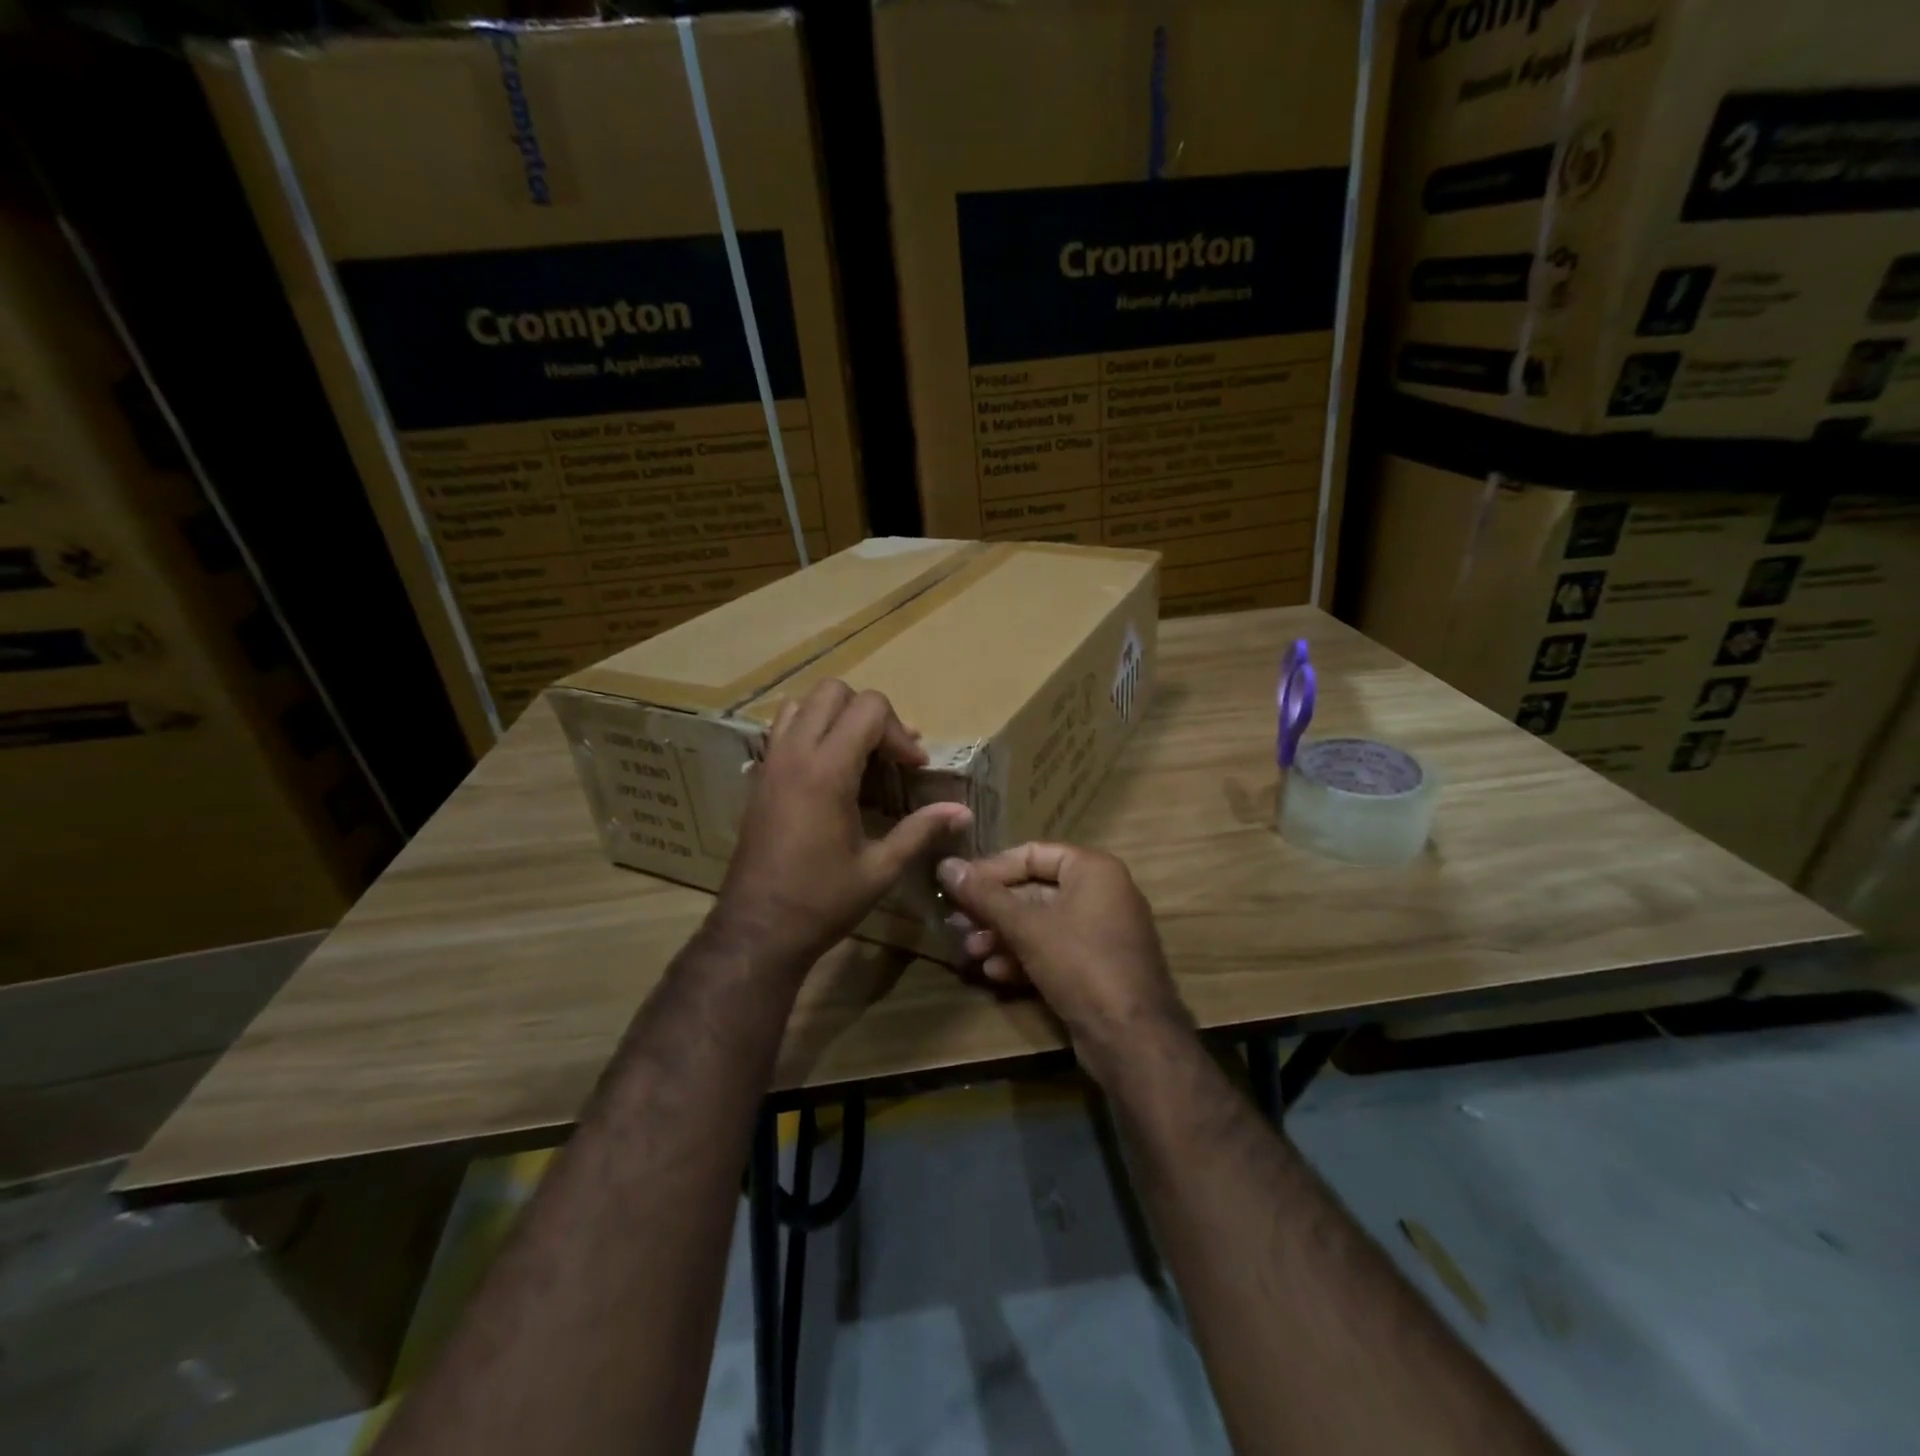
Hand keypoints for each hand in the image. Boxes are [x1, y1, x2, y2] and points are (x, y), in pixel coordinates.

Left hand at [713, 680, 972, 968]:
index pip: (869, 709)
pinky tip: (829, 768)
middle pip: (834, 691)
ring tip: (858, 751)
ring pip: (803, 703)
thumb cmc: (822, 901)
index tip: (914, 767)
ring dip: (836, 716)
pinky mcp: (759, 777)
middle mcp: (795, 754)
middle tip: (888, 753)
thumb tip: (963, 811)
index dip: (900, 732)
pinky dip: (811, 730)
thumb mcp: (880, 869)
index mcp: (827, 772)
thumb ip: (920, 830)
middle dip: (870, 713)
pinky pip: (784, 728)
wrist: (757, 929)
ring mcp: (771, 762)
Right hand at [935, 844, 1188, 1077]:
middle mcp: (1101, 893)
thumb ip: (984, 896)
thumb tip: (945, 866)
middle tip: (956, 924)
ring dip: (1002, 936)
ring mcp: (1100, 932)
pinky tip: (994, 974)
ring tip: (969, 952)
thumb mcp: (1027, 927)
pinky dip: (1024, 957)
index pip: (1032, 853)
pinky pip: (1053, 950)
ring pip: (1040, 924)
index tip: (957, 885)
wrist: (1132, 1038)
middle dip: (993, 910)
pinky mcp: (1096, 967)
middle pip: (1034, 891)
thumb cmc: (1080, 963)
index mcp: (1093, 869)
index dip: (991, 868)